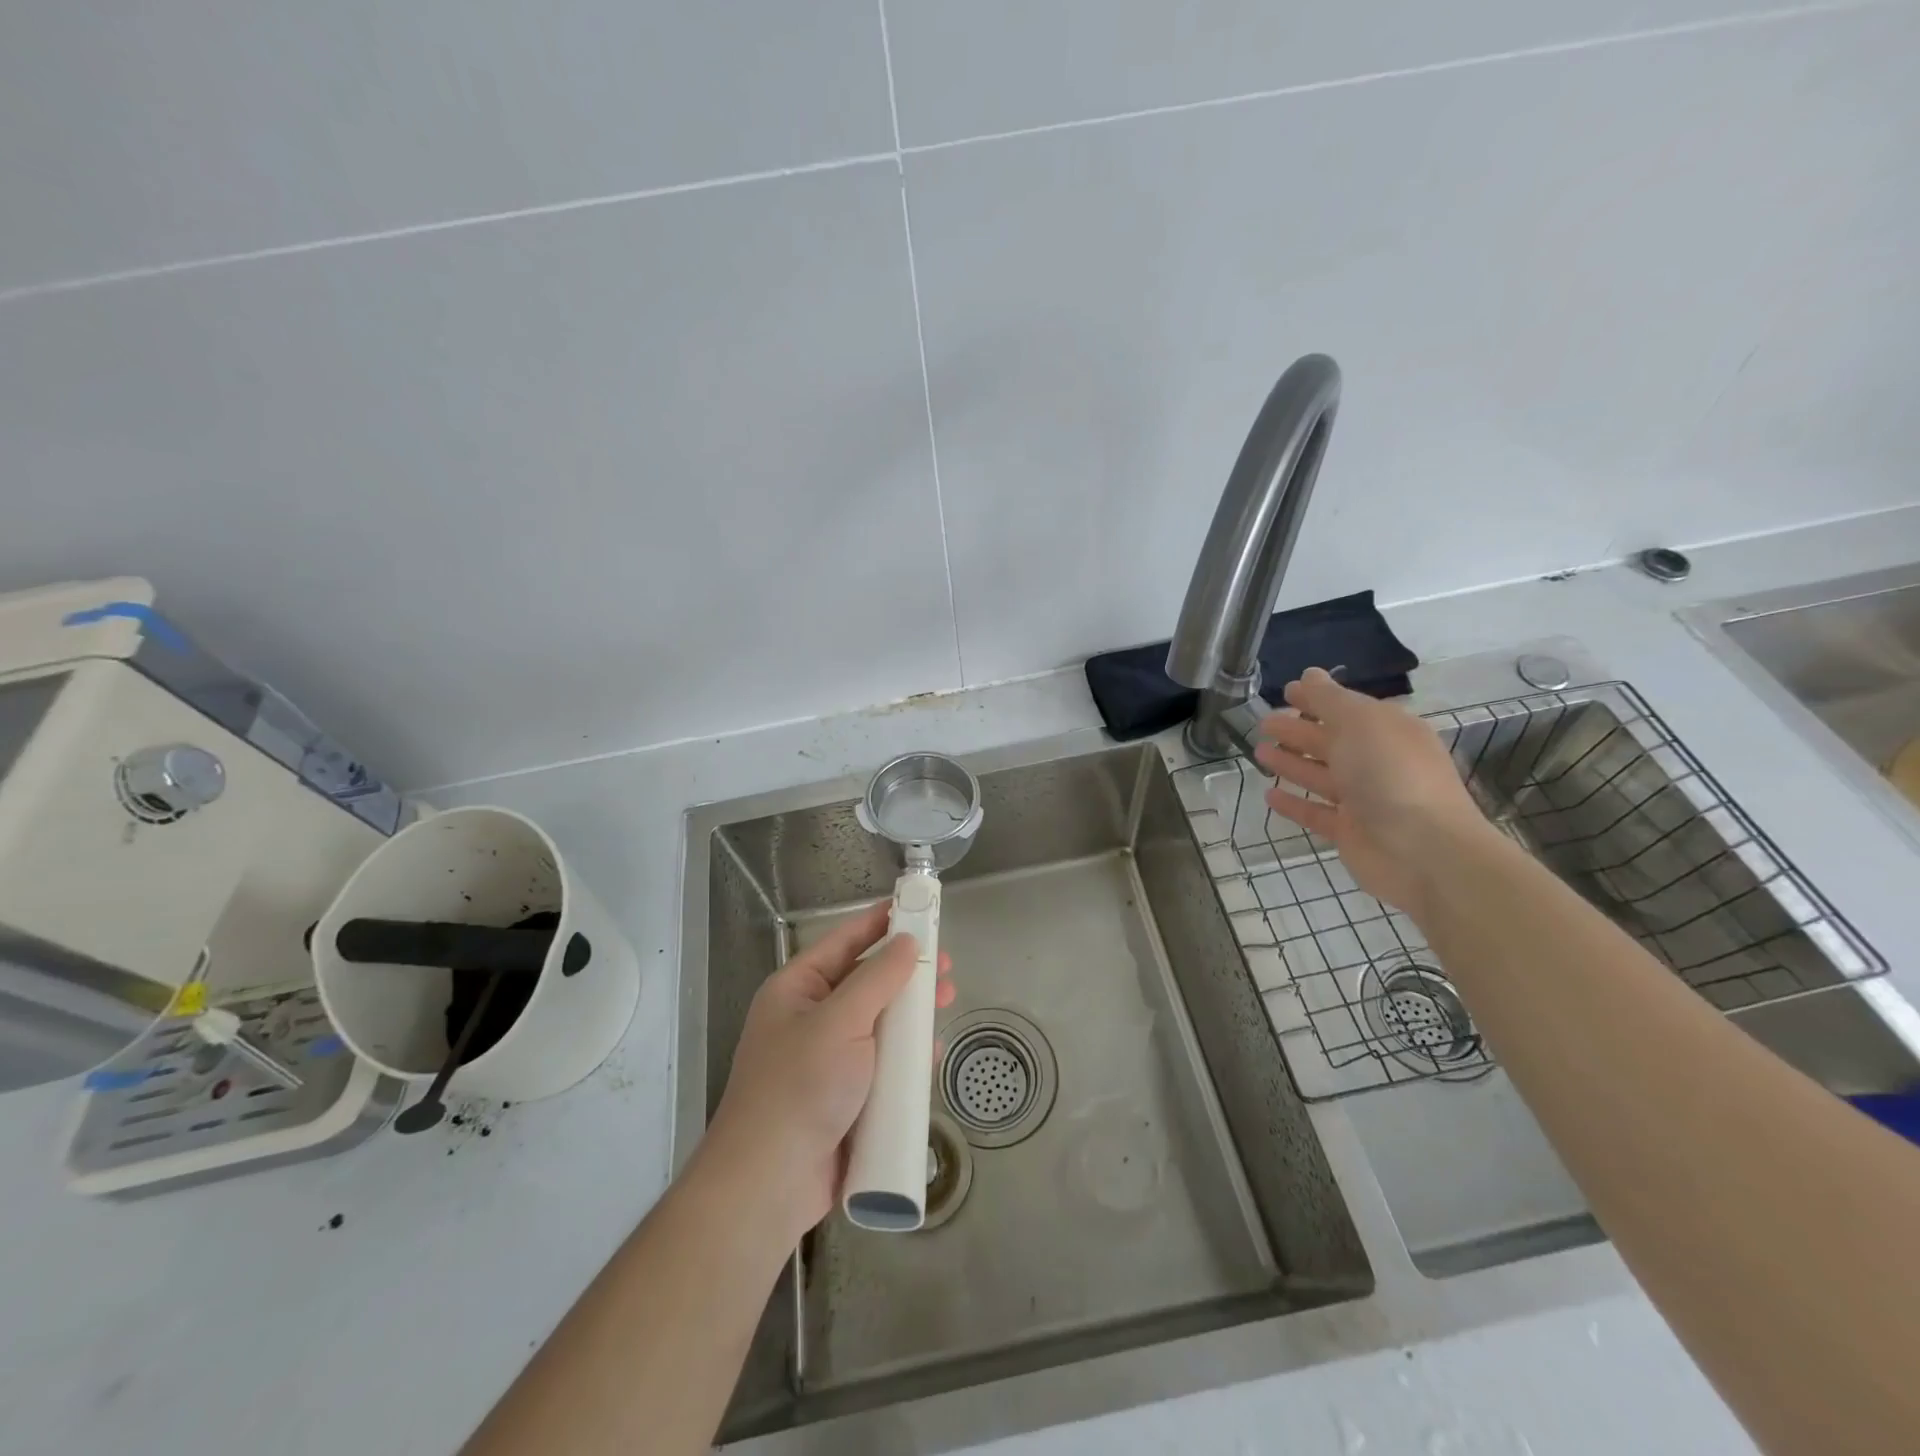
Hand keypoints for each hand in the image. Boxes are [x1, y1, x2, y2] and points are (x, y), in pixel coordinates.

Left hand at [700, 901, 953, 1245]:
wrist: (769, 1184)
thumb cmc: (800, 1087)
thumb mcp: (841, 1022)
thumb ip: (878, 978)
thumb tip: (907, 941)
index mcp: (797, 990)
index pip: (844, 942)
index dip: (879, 922)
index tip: (915, 907)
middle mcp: (811, 1018)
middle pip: (866, 983)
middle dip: (906, 973)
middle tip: (945, 965)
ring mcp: (828, 1060)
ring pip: (879, 1024)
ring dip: (912, 1013)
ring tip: (947, 1002)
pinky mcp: (845, 1097)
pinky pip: (881, 1065)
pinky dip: (906, 1056)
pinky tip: (931, 1053)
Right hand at [1252, 667, 1490, 916]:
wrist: (1424, 851)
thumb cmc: (1392, 775)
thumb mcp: (1361, 723)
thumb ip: (1329, 700)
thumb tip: (1309, 675)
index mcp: (1387, 731)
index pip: (1346, 708)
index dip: (1317, 698)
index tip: (1285, 691)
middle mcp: (1377, 762)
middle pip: (1331, 741)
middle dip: (1297, 730)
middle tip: (1264, 723)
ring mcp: (1364, 799)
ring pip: (1320, 775)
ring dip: (1291, 763)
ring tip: (1258, 753)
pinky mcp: (1349, 832)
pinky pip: (1315, 812)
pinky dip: (1293, 803)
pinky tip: (1268, 795)